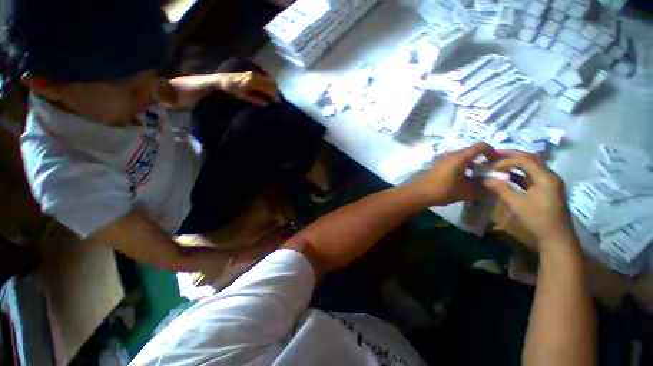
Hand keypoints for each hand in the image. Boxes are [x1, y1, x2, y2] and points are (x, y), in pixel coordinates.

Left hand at [218, 72, 280, 105]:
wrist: (222, 80)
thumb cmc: (232, 90)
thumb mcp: (244, 97)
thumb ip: (256, 100)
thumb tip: (267, 105)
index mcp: (253, 82)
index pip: (268, 89)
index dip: (274, 96)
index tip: (277, 103)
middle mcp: (255, 76)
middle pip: (271, 84)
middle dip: (275, 92)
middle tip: (277, 101)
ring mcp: (254, 74)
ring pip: (269, 80)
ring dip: (273, 88)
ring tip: (274, 96)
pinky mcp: (252, 73)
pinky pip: (265, 78)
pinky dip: (269, 84)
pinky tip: (268, 90)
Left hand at [411, 142, 498, 205]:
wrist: (419, 192)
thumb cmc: (443, 190)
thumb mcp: (466, 191)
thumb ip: (483, 189)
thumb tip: (496, 188)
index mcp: (461, 157)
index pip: (481, 146)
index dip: (492, 151)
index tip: (497, 162)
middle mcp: (452, 154)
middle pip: (471, 151)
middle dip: (483, 159)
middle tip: (489, 171)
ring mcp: (443, 159)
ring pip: (462, 157)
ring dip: (472, 164)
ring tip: (478, 177)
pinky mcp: (438, 165)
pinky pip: (454, 162)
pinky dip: (462, 167)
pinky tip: (463, 180)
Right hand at [484, 150, 576, 247]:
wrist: (556, 237)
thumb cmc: (538, 219)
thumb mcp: (517, 204)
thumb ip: (501, 189)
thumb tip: (486, 179)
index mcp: (546, 177)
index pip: (525, 160)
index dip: (507, 160)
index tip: (491, 166)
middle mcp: (549, 176)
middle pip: (530, 159)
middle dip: (512, 155)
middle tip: (494, 154)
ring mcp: (549, 183)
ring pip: (531, 166)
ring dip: (515, 163)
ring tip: (499, 162)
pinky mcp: (546, 189)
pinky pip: (531, 175)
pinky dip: (519, 173)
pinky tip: (508, 176)